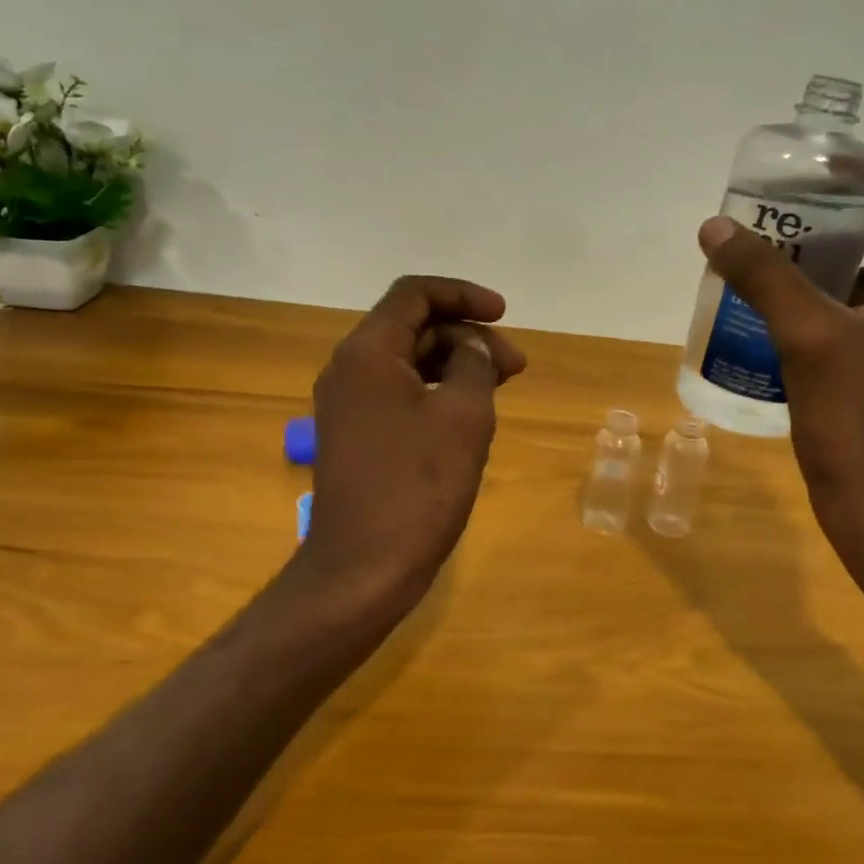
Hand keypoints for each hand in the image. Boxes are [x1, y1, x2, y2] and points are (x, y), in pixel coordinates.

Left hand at [301, 276, 526, 616]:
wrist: (362, 569)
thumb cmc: (418, 486)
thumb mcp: (464, 416)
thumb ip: (475, 364)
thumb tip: (473, 345)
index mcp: (368, 353)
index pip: (414, 295)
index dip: (463, 295)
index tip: (504, 314)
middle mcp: (349, 369)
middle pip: (412, 327)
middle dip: (467, 336)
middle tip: (515, 365)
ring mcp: (348, 404)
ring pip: (408, 362)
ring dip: (455, 364)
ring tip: (502, 385)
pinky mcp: (355, 435)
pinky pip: (399, 393)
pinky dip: (436, 391)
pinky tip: (470, 412)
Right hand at [697, 166, 863, 545]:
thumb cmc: (855, 417)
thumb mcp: (806, 336)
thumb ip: (763, 276)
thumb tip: (716, 227)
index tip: (821, 158)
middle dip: (843, 214)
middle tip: (789, 202)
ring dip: (831, 258)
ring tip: (777, 247)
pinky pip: (862, 314)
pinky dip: (827, 299)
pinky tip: (781, 304)